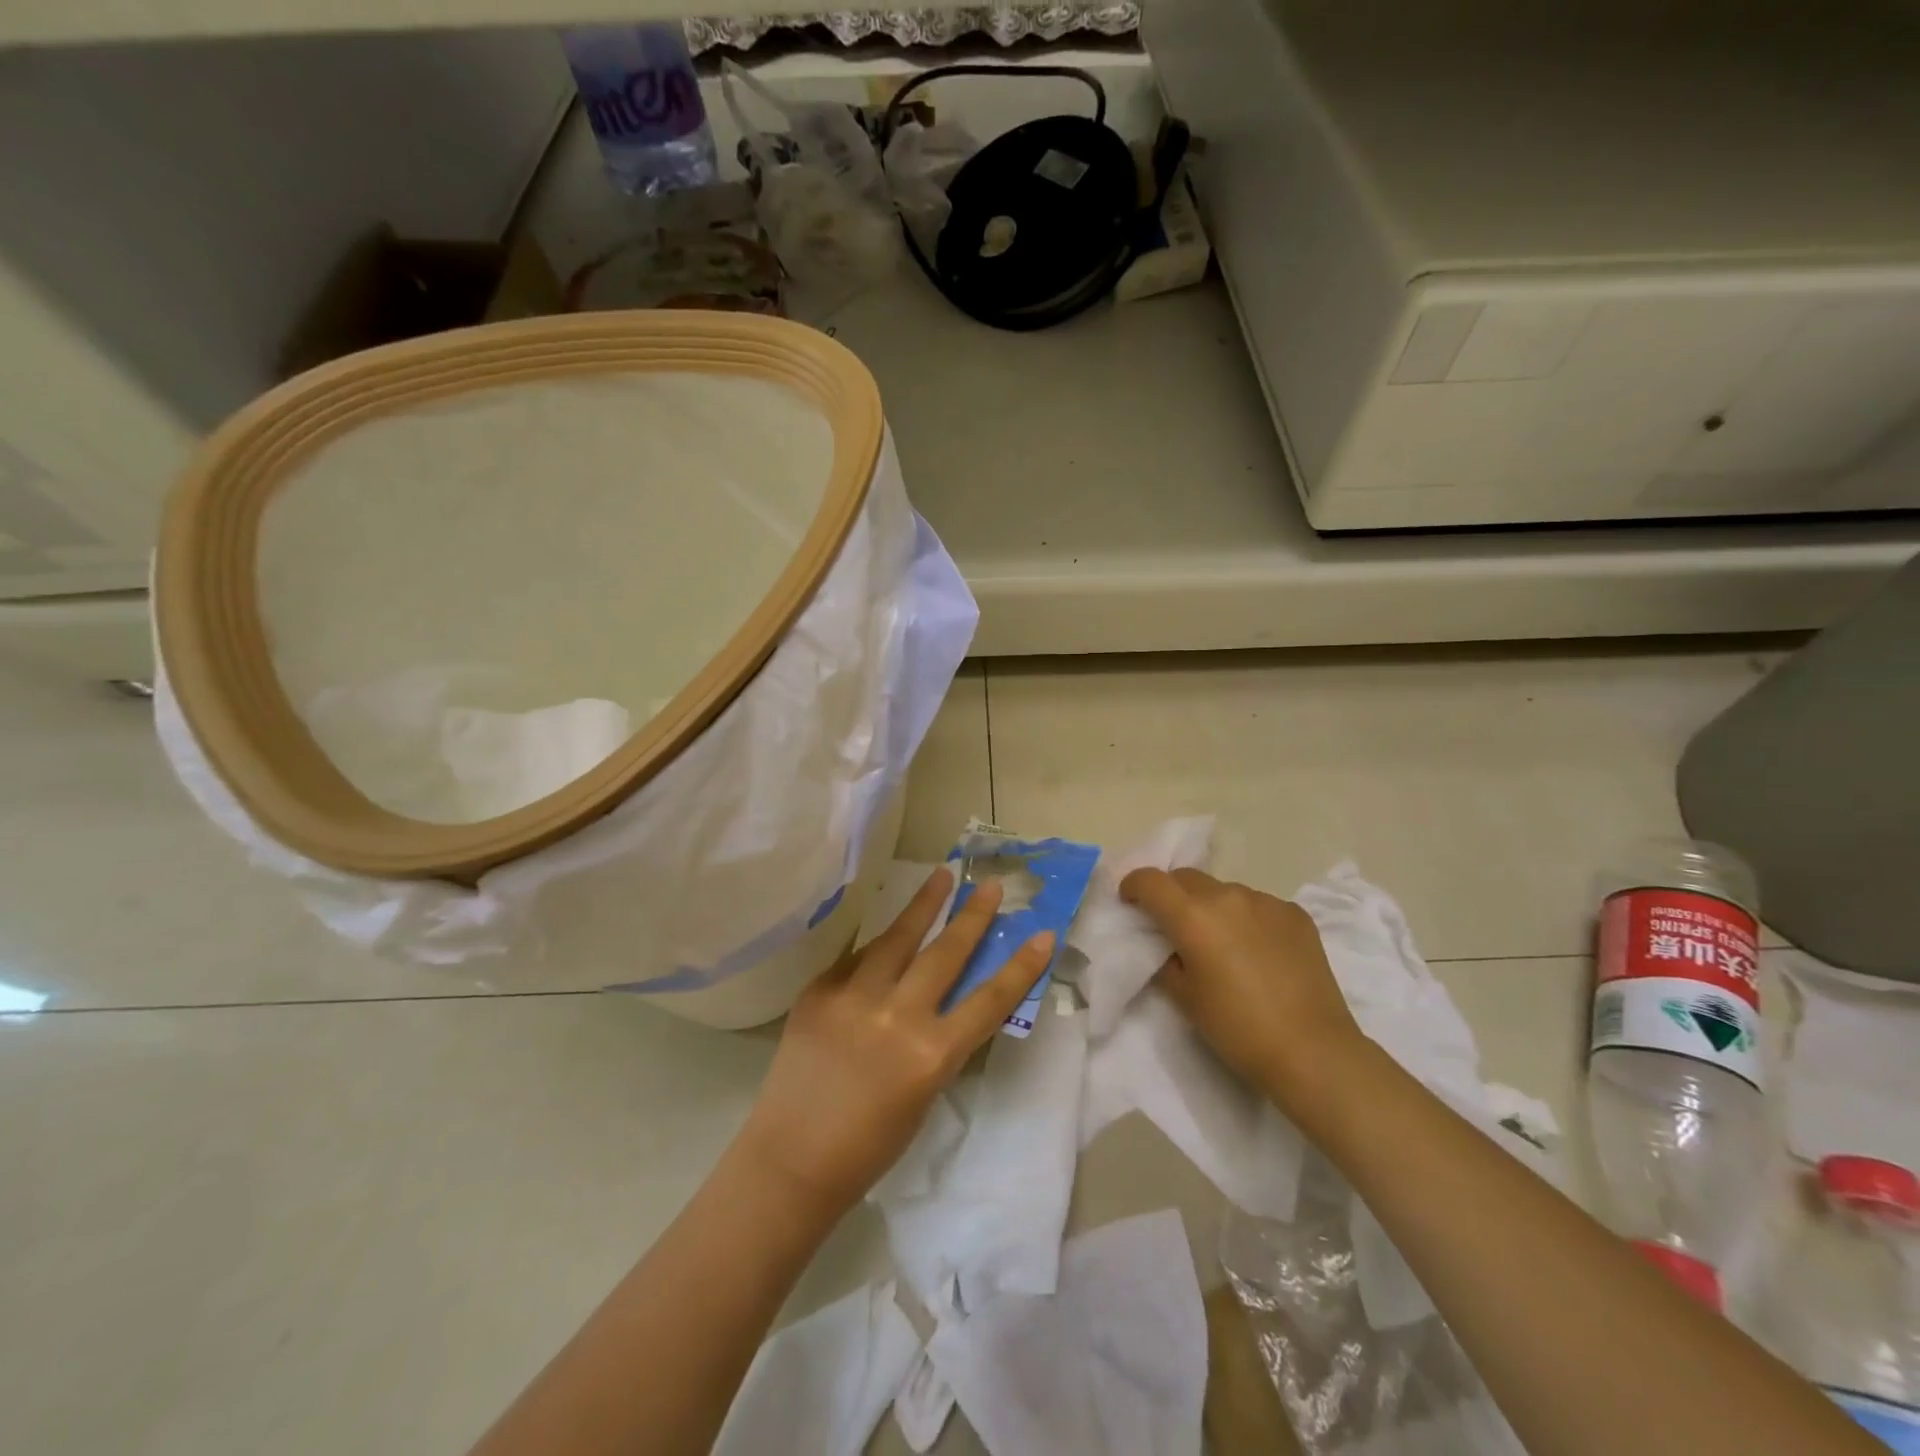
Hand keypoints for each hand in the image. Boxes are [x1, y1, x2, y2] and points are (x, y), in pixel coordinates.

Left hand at [735, 868, 1054, 1217]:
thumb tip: (944, 997)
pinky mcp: (819, 991)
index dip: (1020, 966)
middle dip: (972, 916)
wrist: (790, 1160)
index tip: (1042, 933)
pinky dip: (875, 949)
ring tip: (940, 876)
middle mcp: (897, 1016)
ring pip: (897, 937)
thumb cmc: (868, 1146)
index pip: (989, 1000)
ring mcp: (853, 997)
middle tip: (991, 886)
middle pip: (945, 953)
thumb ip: (937, 1041)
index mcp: (931, 1054)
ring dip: (922, 905)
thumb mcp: (924, 1092)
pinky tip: (886, 935)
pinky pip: (856, 960)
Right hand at [1120, 867, 1367, 1112]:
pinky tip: (1257, 951)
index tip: (1130, 902)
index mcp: (1192, 915)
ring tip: (1221, 942)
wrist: (1312, 1051)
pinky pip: (1258, 905)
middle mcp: (1227, 896)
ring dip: (1212, 906)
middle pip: (1186, 878)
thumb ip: (1167, 959)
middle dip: (1172, 894)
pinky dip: (1246, 918)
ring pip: (1224, 891)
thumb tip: (1170, 945)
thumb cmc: (1237, 1028)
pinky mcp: (1295, 914)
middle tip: (1173, 924)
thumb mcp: (1184, 997)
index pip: (1150, 880)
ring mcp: (1266, 901)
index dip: (1133, 886)